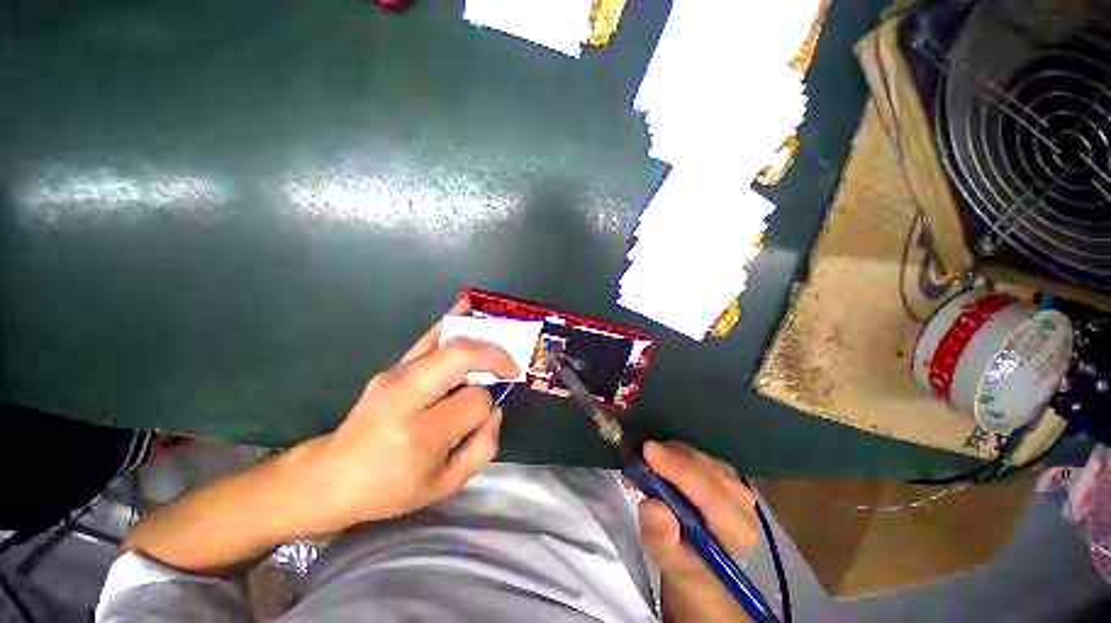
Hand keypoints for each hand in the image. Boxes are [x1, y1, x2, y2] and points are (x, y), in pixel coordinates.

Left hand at [302, 300, 517, 532]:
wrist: (332, 476)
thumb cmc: (391, 488)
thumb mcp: (444, 485)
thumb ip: (482, 447)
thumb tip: (495, 409)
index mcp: (421, 434)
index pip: (474, 401)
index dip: (488, 406)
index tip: (484, 417)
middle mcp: (406, 397)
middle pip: (462, 357)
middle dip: (494, 357)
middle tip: (509, 368)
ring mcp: (396, 376)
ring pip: (449, 343)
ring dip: (481, 340)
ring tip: (501, 344)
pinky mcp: (392, 367)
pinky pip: (427, 337)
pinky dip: (450, 320)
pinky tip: (467, 307)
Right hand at [638, 441, 759, 621]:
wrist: (700, 564)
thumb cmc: (686, 565)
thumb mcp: (670, 562)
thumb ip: (662, 539)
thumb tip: (652, 505)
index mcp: (737, 531)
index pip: (710, 494)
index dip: (677, 469)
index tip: (647, 451)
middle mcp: (743, 504)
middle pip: (706, 469)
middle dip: (670, 457)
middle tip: (638, 456)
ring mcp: (735, 485)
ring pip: (701, 457)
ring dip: (670, 454)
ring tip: (645, 462)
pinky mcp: (724, 474)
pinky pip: (698, 454)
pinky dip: (674, 453)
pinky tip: (659, 460)